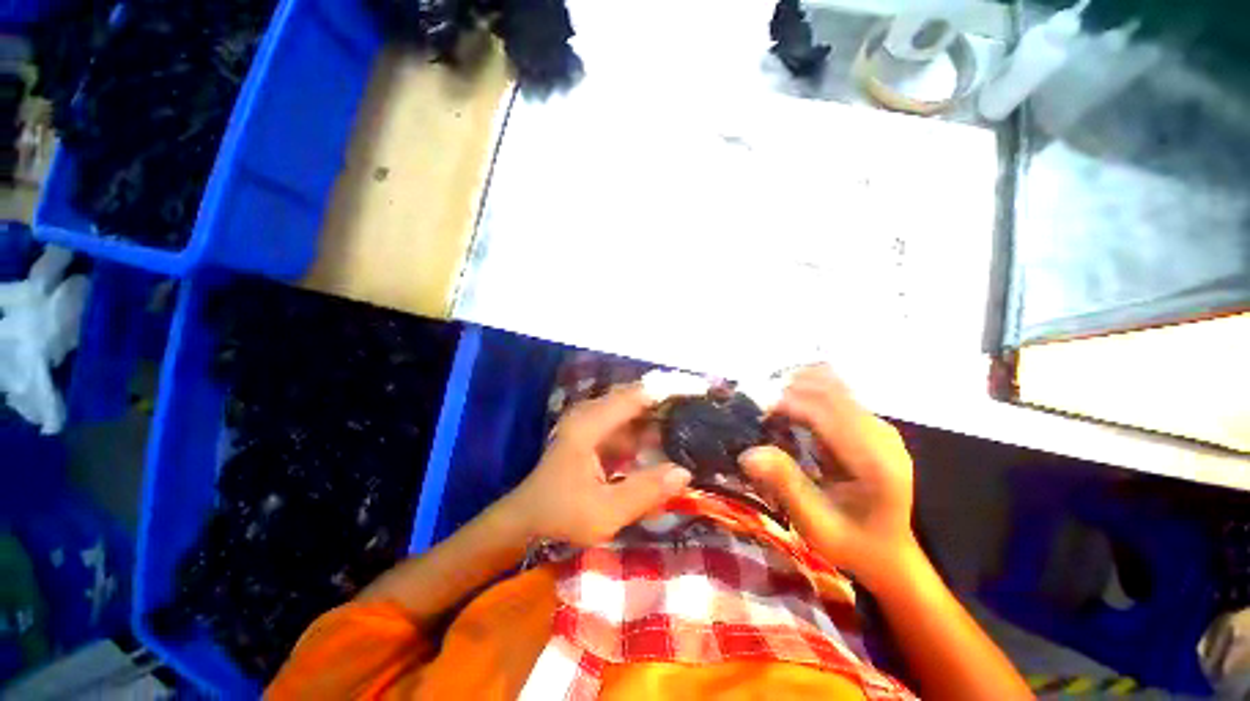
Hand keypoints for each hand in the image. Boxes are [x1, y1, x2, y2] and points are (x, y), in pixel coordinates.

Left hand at [501, 385, 691, 546]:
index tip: (697, 391)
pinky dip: (647, 426)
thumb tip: (684, 472)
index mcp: (589, 425)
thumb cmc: (561, 514)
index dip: (666, 391)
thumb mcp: (604, 512)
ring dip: (658, 411)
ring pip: (631, 407)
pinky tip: (666, 436)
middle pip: (635, 395)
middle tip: (699, 405)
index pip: (635, 396)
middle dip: (666, 398)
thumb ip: (645, 491)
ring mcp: (590, 421)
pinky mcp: (594, 431)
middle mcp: (590, 413)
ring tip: (691, 417)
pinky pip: (626, 421)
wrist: (527, 518)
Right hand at [740, 365, 916, 588]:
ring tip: (774, 412)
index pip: (824, 411)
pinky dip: (807, 394)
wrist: (891, 553)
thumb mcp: (815, 526)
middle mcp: (881, 434)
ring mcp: (879, 425)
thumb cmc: (852, 544)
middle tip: (761, 415)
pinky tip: (791, 412)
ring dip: (797, 390)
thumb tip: (748, 453)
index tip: (757, 417)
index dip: (786, 405)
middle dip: (788, 393)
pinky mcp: (871, 424)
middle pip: (827, 390)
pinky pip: (835, 394)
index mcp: (874, 462)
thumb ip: (785, 486)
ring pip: (832, 385)